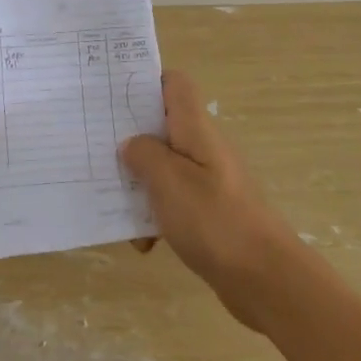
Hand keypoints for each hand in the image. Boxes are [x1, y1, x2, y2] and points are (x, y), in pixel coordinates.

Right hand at [120, 70, 294, 330]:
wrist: (265, 278)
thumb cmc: (214, 220)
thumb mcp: (169, 181)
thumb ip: (144, 154)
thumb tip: (131, 143)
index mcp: (196, 130)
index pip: (175, 84)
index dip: (145, 81)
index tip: (112, 95)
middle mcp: (203, 148)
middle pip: (162, 126)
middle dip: (130, 138)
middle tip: (96, 150)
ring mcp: (208, 180)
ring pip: (163, 168)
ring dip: (139, 185)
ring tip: (113, 205)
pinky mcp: (209, 212)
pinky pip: (173, 203)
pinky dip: (155, 217)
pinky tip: (144, 244)